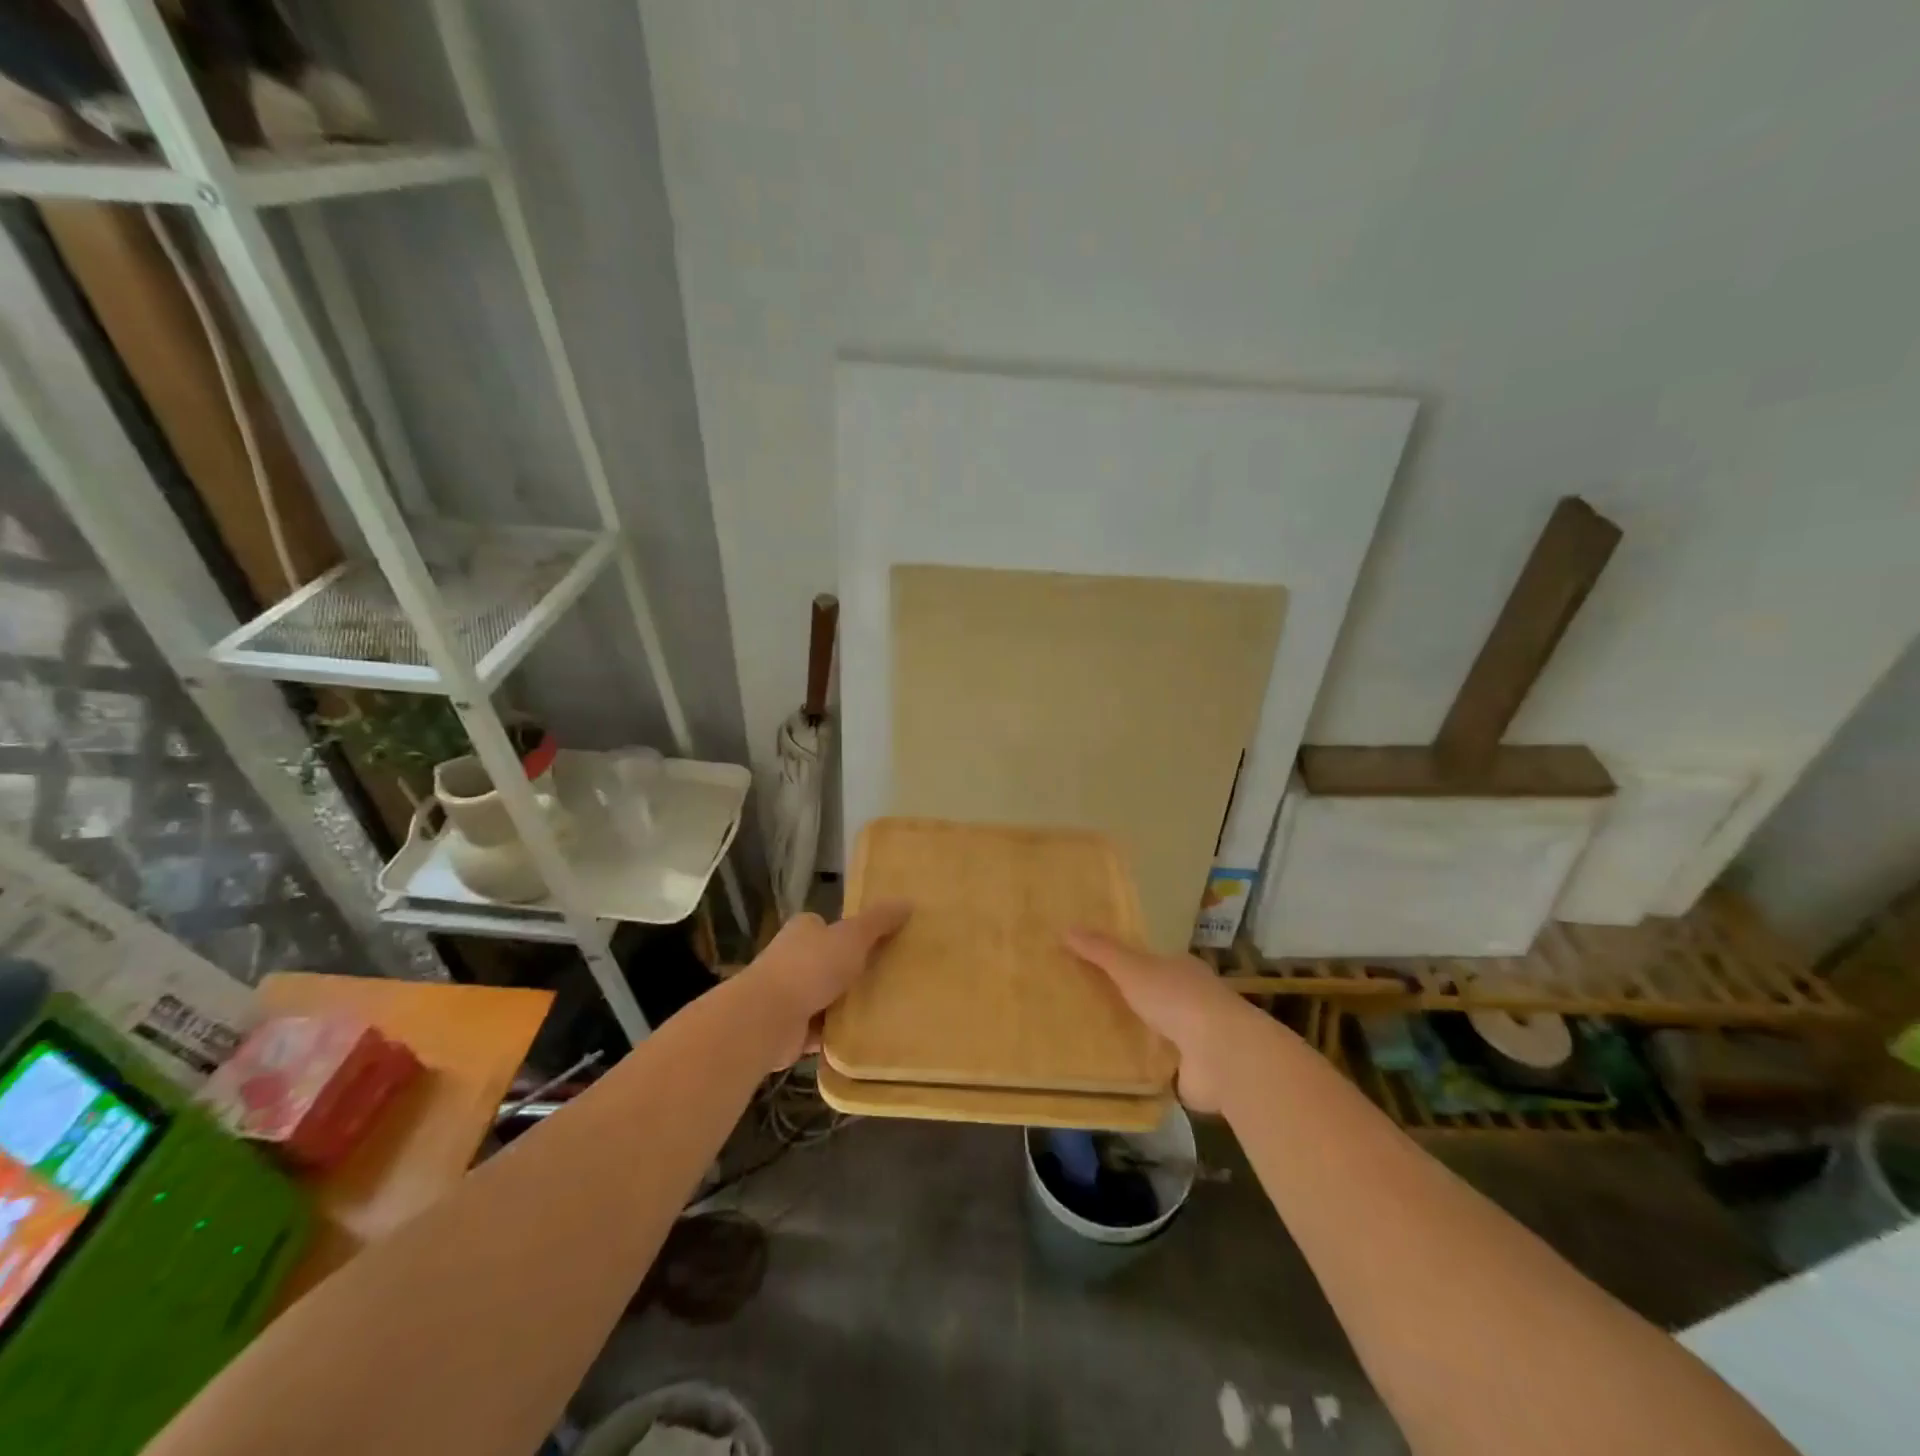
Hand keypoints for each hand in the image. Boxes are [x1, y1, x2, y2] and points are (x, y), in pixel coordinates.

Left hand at [747, 902, 910, 1067]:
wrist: (768, 1018)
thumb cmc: (810, 967)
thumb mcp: (852, 937)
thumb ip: (878, 921)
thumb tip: (907, 902)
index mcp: (804, 931)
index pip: (829, 926)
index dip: (851, 933)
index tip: (880, 944)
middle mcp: (792, 959)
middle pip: (828, 961)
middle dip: (852, 971)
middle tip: (889, 978)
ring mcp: (788, 995)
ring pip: (825, 997)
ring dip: (846, 1005)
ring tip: (884, 1009)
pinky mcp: (789, 1028)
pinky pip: (821, 1029)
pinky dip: (837, 1034)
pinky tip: (863, 1037)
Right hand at [1064, 930, 1259, 1111]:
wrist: (1220, 1054)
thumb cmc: (1176, 999)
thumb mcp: (1131, 968)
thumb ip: (1100, 951)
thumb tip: (1066, 928)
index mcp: (1183, 969)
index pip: (1154, 962)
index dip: (1130, 965)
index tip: (1101, 970)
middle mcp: (1194, 999)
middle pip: (1157, 996)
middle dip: (1133, 1002)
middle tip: (1093, 1006)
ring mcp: (1198, 1038)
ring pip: (1161, 1032)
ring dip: (1141, 1036)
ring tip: (1100, 1041)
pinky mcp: (1195, 1072)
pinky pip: (1164, 1066)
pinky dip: (1148, 1067)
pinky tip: (1123, 1071)